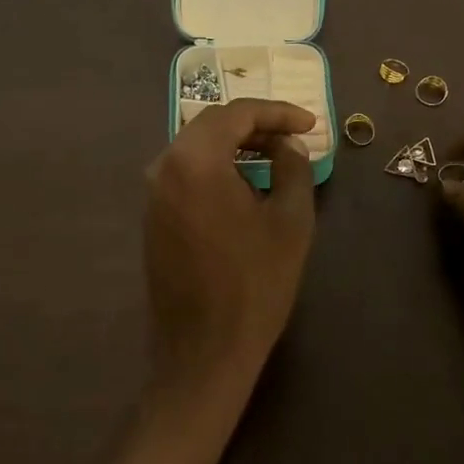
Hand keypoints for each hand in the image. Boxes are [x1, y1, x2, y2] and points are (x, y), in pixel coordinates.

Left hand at [143, 99, 316, 419]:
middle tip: (294, 137)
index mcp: (195, 161)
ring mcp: (153, 193)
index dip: (278, 112)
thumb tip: (289, 144)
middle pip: (212, 124)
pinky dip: (217, 166)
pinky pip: (186, 172)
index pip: (237, 114)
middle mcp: (164, 167)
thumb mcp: (291, 220)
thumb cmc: (255, 284)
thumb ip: (294, 167)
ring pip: (196, 147)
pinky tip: (245, 183)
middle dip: (256, 125)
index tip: (310, 124)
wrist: (205, 350)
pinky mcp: (153, 216)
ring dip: (235, 145)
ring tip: (275, 156)